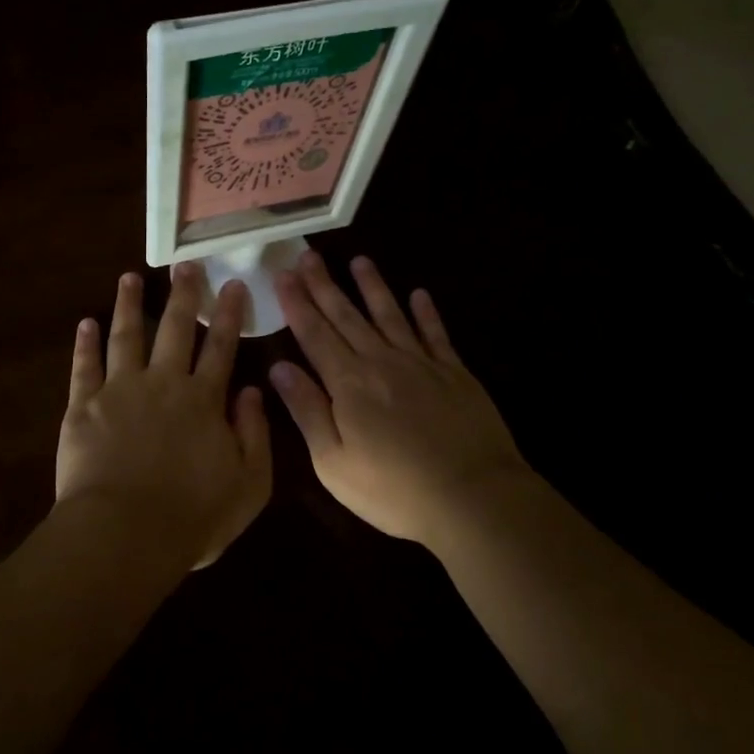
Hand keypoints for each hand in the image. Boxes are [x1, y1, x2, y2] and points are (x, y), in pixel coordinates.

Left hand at [57, 264, 271, 570]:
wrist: (125, 534)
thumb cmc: (193, 517)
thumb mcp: (249, 484)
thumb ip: (255, 434)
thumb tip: (253, 391)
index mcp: (203, 400)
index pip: (221, 348)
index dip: (228, 315)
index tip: (232, 284)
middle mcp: (163, 383)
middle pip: (175, 329)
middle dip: (183, 294)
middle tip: (186, 265)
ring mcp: (120, 390)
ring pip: (126, 336)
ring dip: (129, 305)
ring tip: (129, 278)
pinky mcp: (83, 406)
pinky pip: (84, 366)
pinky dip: (85, 343)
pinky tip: (86, 322)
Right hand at [270, 251, 530, 546]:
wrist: (473, 497)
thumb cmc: (394, 490)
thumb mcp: (334, 462)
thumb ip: (307, 411)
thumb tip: (279, 368)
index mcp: (349, 384)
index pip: (315, 334)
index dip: (297, 304)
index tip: (283, 275)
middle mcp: (382, 362)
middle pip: (347, 316)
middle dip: (325, 285)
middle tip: (308, 255)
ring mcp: (422, 364)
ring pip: (390, 315)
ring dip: (373, 287)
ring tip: (360, 261)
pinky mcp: (455, 374)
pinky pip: (436, 334)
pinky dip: (426, 313)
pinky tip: (419, 294)